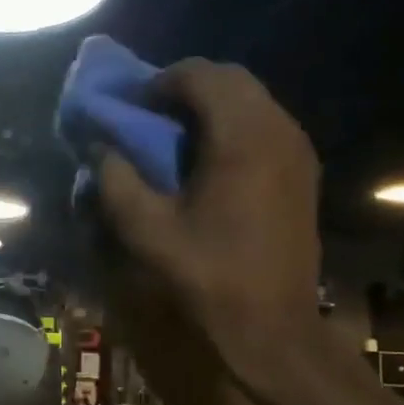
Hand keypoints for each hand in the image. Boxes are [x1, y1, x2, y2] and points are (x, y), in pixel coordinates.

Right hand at [91, 60, 322, 404]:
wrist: (273, 329)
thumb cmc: (208, 278)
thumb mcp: (146, 232)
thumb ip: (116, 181)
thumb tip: (100, 147)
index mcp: (242, 138)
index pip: (199, 75)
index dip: (158, 82)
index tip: (129, 106)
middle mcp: (278, 131)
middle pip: (230, 79)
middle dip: (184, 87)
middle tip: (148, 115)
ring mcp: (298, 150)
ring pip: (251, 100)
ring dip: (209, 105)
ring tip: (173, 136)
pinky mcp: (303, 172)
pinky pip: (265, 125)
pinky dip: (231, 126)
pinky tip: (206, 161)